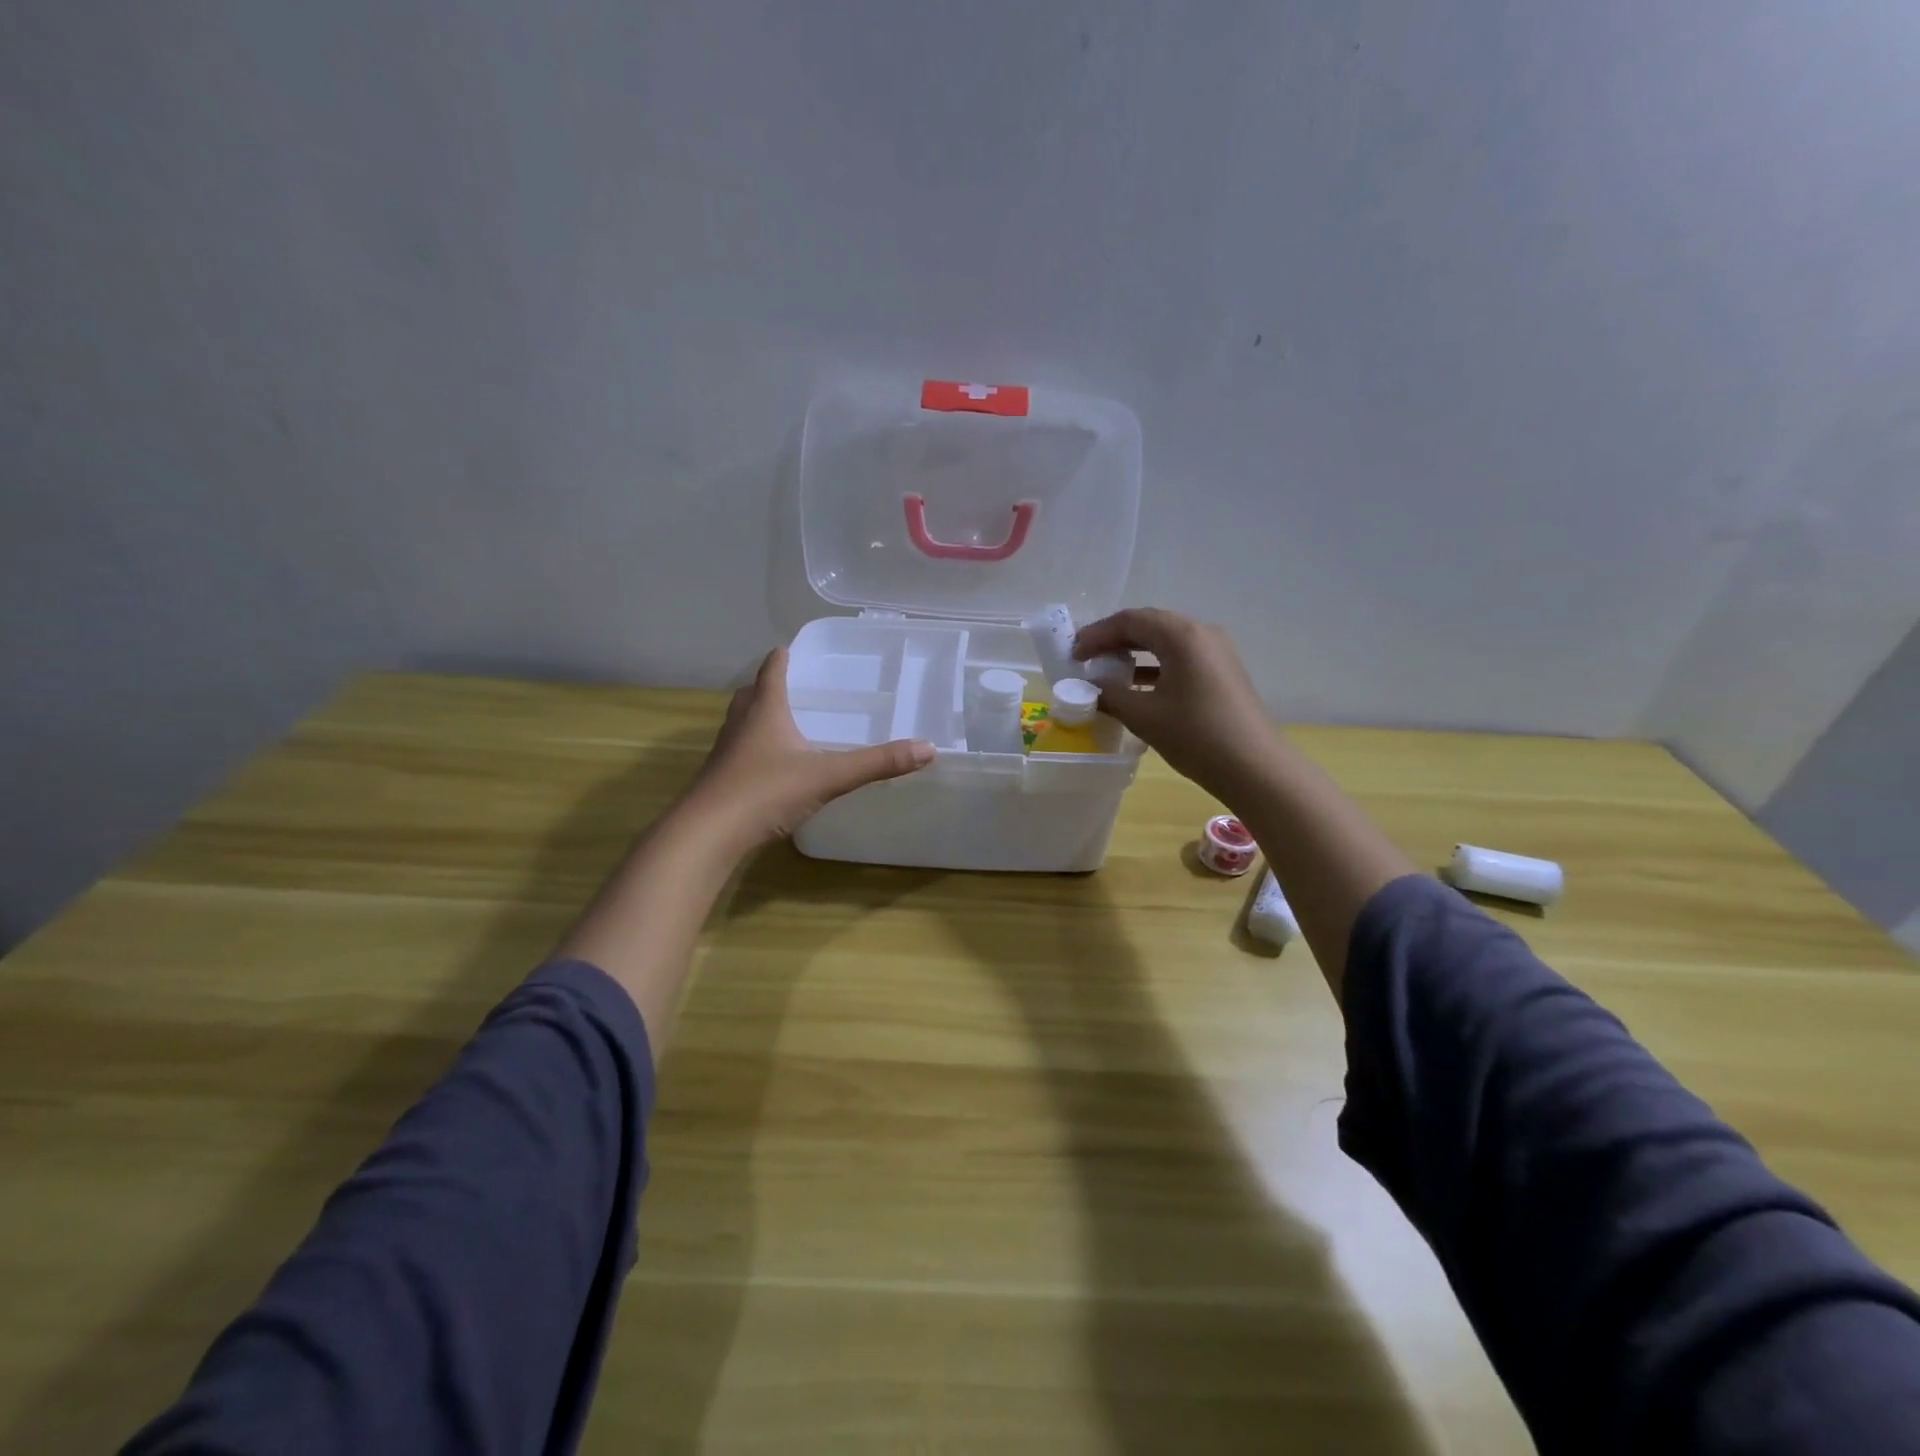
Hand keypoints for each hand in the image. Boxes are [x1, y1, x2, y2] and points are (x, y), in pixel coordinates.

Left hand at [684, 647, 934, 852]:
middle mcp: (741, 723)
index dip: (784, 656)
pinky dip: (756, 748)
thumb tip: (928, 748)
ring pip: (743, 722)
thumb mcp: (829, 776)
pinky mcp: (720, 779)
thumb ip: (878, 763)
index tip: (796, 649)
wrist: (707, 835)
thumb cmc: (765, 792)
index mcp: (764, 710)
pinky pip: (740, 751)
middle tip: (797, 686)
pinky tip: (774, 766)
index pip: (772, 669)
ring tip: (787, 722)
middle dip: (771, 685)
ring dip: (760, 716)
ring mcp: (726, 752)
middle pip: (752, 693)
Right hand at [1074, 609, 1278, 800]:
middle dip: (1114, 640)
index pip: (1130, 620)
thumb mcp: (1143, 715)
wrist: (1254, 767)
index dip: (1097, 635)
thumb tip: (1092, 686)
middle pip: (1149, 625)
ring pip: (1165, 641)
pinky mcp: (1222, 672)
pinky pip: (1181, 658)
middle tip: (1086, 659)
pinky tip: (1137, 687)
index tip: (1073, 655)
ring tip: (1107, 673)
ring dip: (1134, 653)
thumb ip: (1110, 694)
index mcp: (1181, 635)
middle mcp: (1201, 633)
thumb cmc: (1195, 736)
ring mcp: (1216, 652)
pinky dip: (1154, 666)